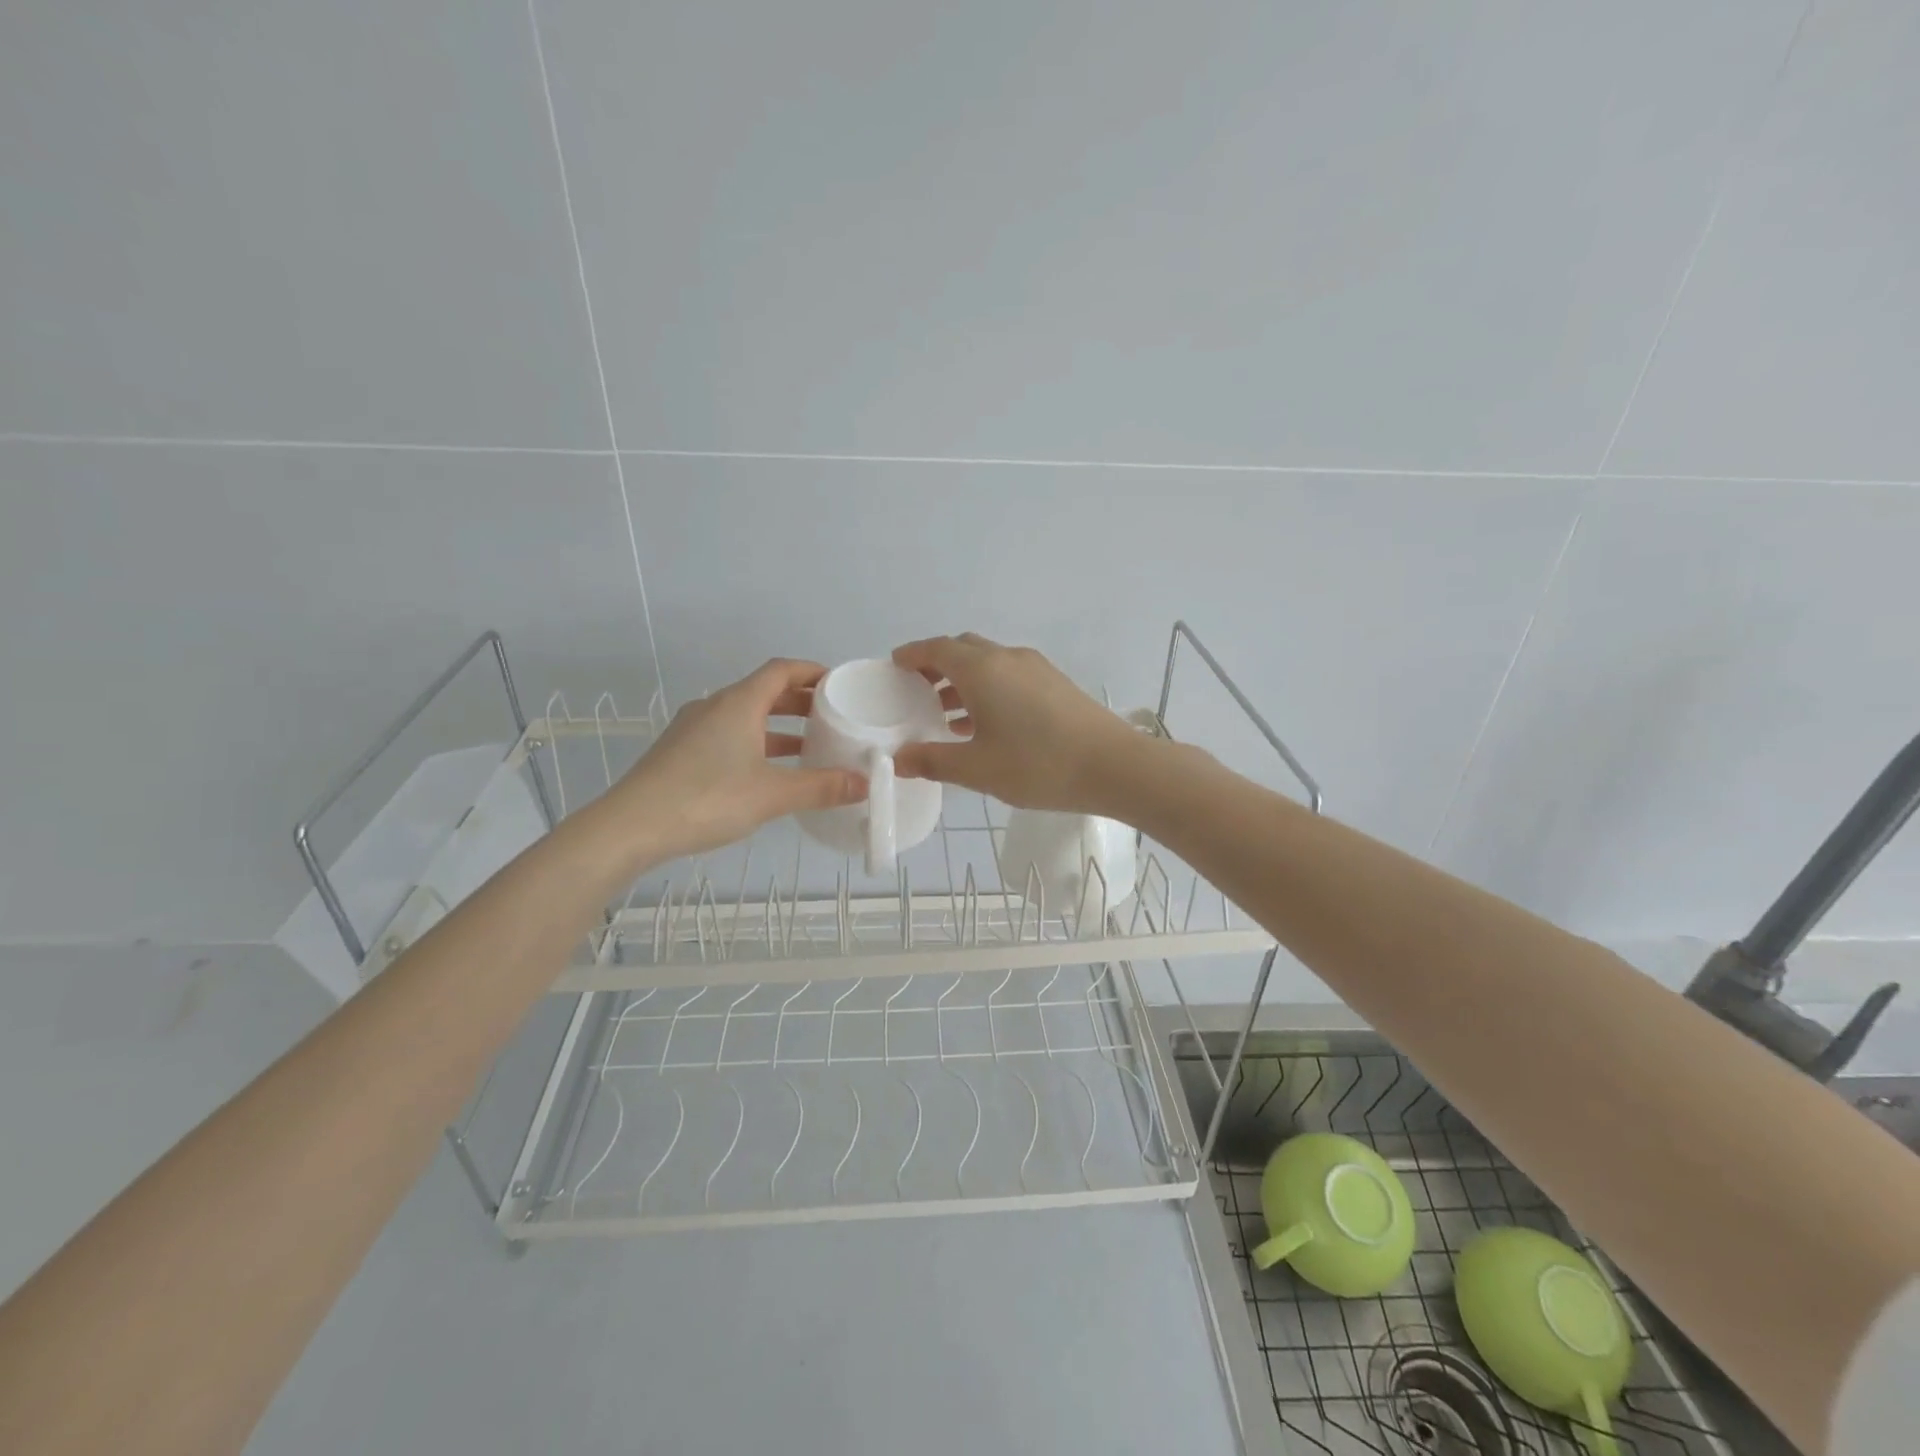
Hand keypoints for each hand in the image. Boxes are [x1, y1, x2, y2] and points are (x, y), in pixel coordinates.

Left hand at [609, 659, 865, 860]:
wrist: (630, 827)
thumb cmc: (707, 799)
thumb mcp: (772, 795)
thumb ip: (821, 787)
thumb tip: (863, 783)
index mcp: (738, 703)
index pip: (781, 670)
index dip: (812, 671)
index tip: (839, 684)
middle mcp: (714, 707)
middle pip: (764, 691)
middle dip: (800, 701)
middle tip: (832, 716)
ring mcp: (693, 729)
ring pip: (745, 716)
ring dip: (777, 726)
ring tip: (809, 745)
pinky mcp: (681, 752)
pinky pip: (728, 735)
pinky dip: (755, 743)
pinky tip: (768, 772)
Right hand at [890, 633, 1145, 812]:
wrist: (1113, 766)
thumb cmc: (1038, 765)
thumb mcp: (977, 769)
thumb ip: (933, 761)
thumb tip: (898, 759)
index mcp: (982, 670)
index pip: (936, 648)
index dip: (912, 654)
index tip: (894, 665)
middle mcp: (1007, 658)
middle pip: (963, 649)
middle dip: (936, 665)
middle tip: (916, 693)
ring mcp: (1036, 668)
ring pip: (988, 663)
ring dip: (963, 681)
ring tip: (945, 716)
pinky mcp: (1055, 683)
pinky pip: (1009, 675)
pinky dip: (988, 689)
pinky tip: (986, 725)